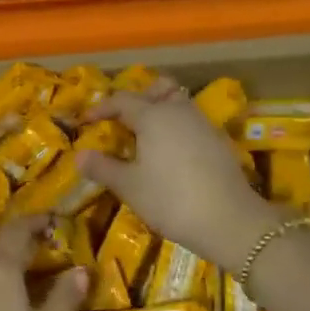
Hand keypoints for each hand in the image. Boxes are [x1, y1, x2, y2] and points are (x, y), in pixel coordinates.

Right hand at [76, 79, 285, 267]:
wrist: (230, 221)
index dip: (101, 108)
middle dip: (138, 98)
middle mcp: (179, 111)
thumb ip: (103, 168)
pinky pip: (190, 122)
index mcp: (153, 116)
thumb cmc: (171, 200)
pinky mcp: (218, 142)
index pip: (121, 100)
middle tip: (122, 120)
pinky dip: (176, 127)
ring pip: (178, 103)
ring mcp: (202, 124)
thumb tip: (79, 155)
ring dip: (159, 111)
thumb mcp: (130, 187)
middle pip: (157, 89)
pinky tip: (169, 154)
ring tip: (143, 137)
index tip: (85, 122)